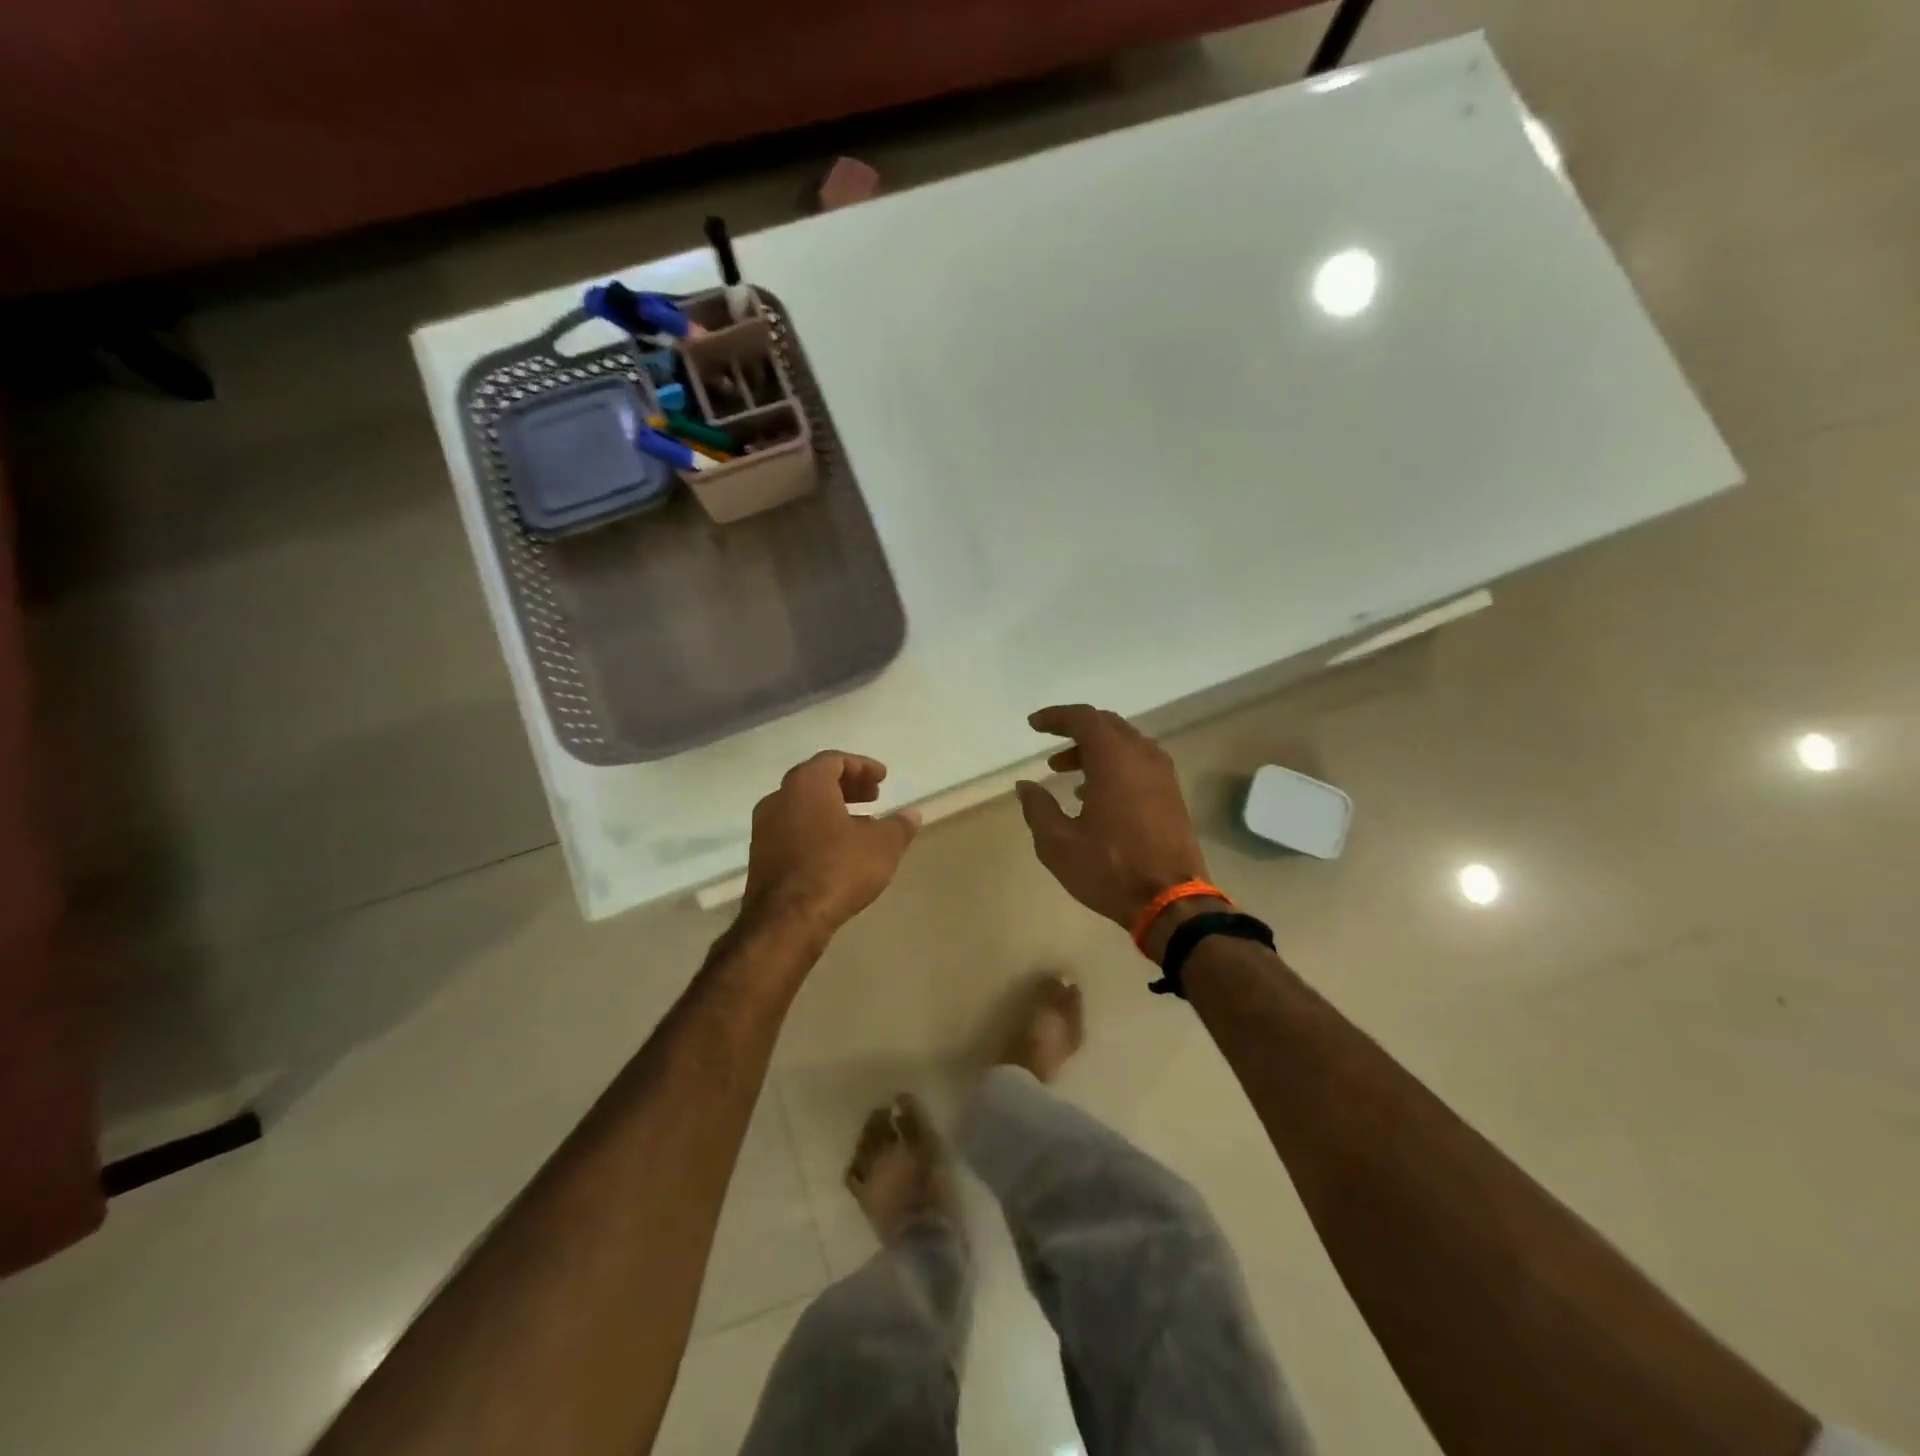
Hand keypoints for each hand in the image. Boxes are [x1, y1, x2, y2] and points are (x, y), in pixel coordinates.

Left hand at [742, 752, 919, 937]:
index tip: (882, 779)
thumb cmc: (837, 869)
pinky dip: (816, 829)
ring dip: (831, 809)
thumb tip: (912, 815)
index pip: (834, 760)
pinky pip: (792, 830)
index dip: (862, 766)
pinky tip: (837, 850)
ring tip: (860, 826)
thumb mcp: (882, 846)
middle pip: (815, 781)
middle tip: (873, 797)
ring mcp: (764, 828)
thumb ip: (898, 826)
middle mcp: (779, 798)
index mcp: (806, 784)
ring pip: (802, 807)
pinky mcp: (760, 856)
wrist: (786, 920)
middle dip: (847, 786)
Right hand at [1015, 705, 1210, 931]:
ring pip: (1126, 744)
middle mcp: (1142, 757)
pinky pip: (1140, 763)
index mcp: (1114, 760)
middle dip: (1076, 731)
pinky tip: (1096, 794)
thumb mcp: (1058, 843)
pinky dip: (1115, 765)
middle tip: (1051, 749)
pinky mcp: (1172, 794)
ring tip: (1067, 774)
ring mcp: (1162, 775)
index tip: (1034, 725)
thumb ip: (1038, 808)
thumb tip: (1026, 786)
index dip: (1056, 717)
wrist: (1172, 901)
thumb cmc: (1110, 869)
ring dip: (1095, 750)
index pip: (1083, 719)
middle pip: (1107, 725)